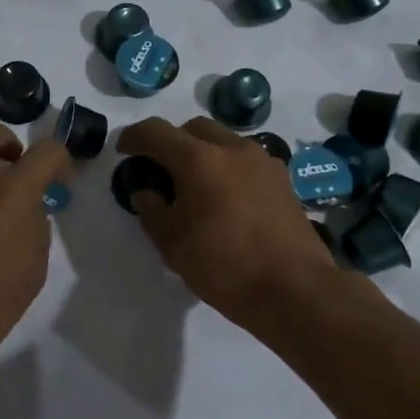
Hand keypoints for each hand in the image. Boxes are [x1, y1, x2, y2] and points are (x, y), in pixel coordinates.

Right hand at [114, 116, 335, 327]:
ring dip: (202, 153)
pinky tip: (226, 198)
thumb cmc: (225, 266)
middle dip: (171, 141)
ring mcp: (262, 161)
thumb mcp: (172, 244)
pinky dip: (227, 167)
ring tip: (194, 184)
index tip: (124, 151)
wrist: (294, 290)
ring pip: (223, 140)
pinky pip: (246, 160)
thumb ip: (152, 211)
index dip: (134, 137)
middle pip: (193, 128)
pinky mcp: (282, 180)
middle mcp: (232, 149)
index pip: (157, 132)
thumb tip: (146, 192)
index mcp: (199, 159)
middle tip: (160, 169)